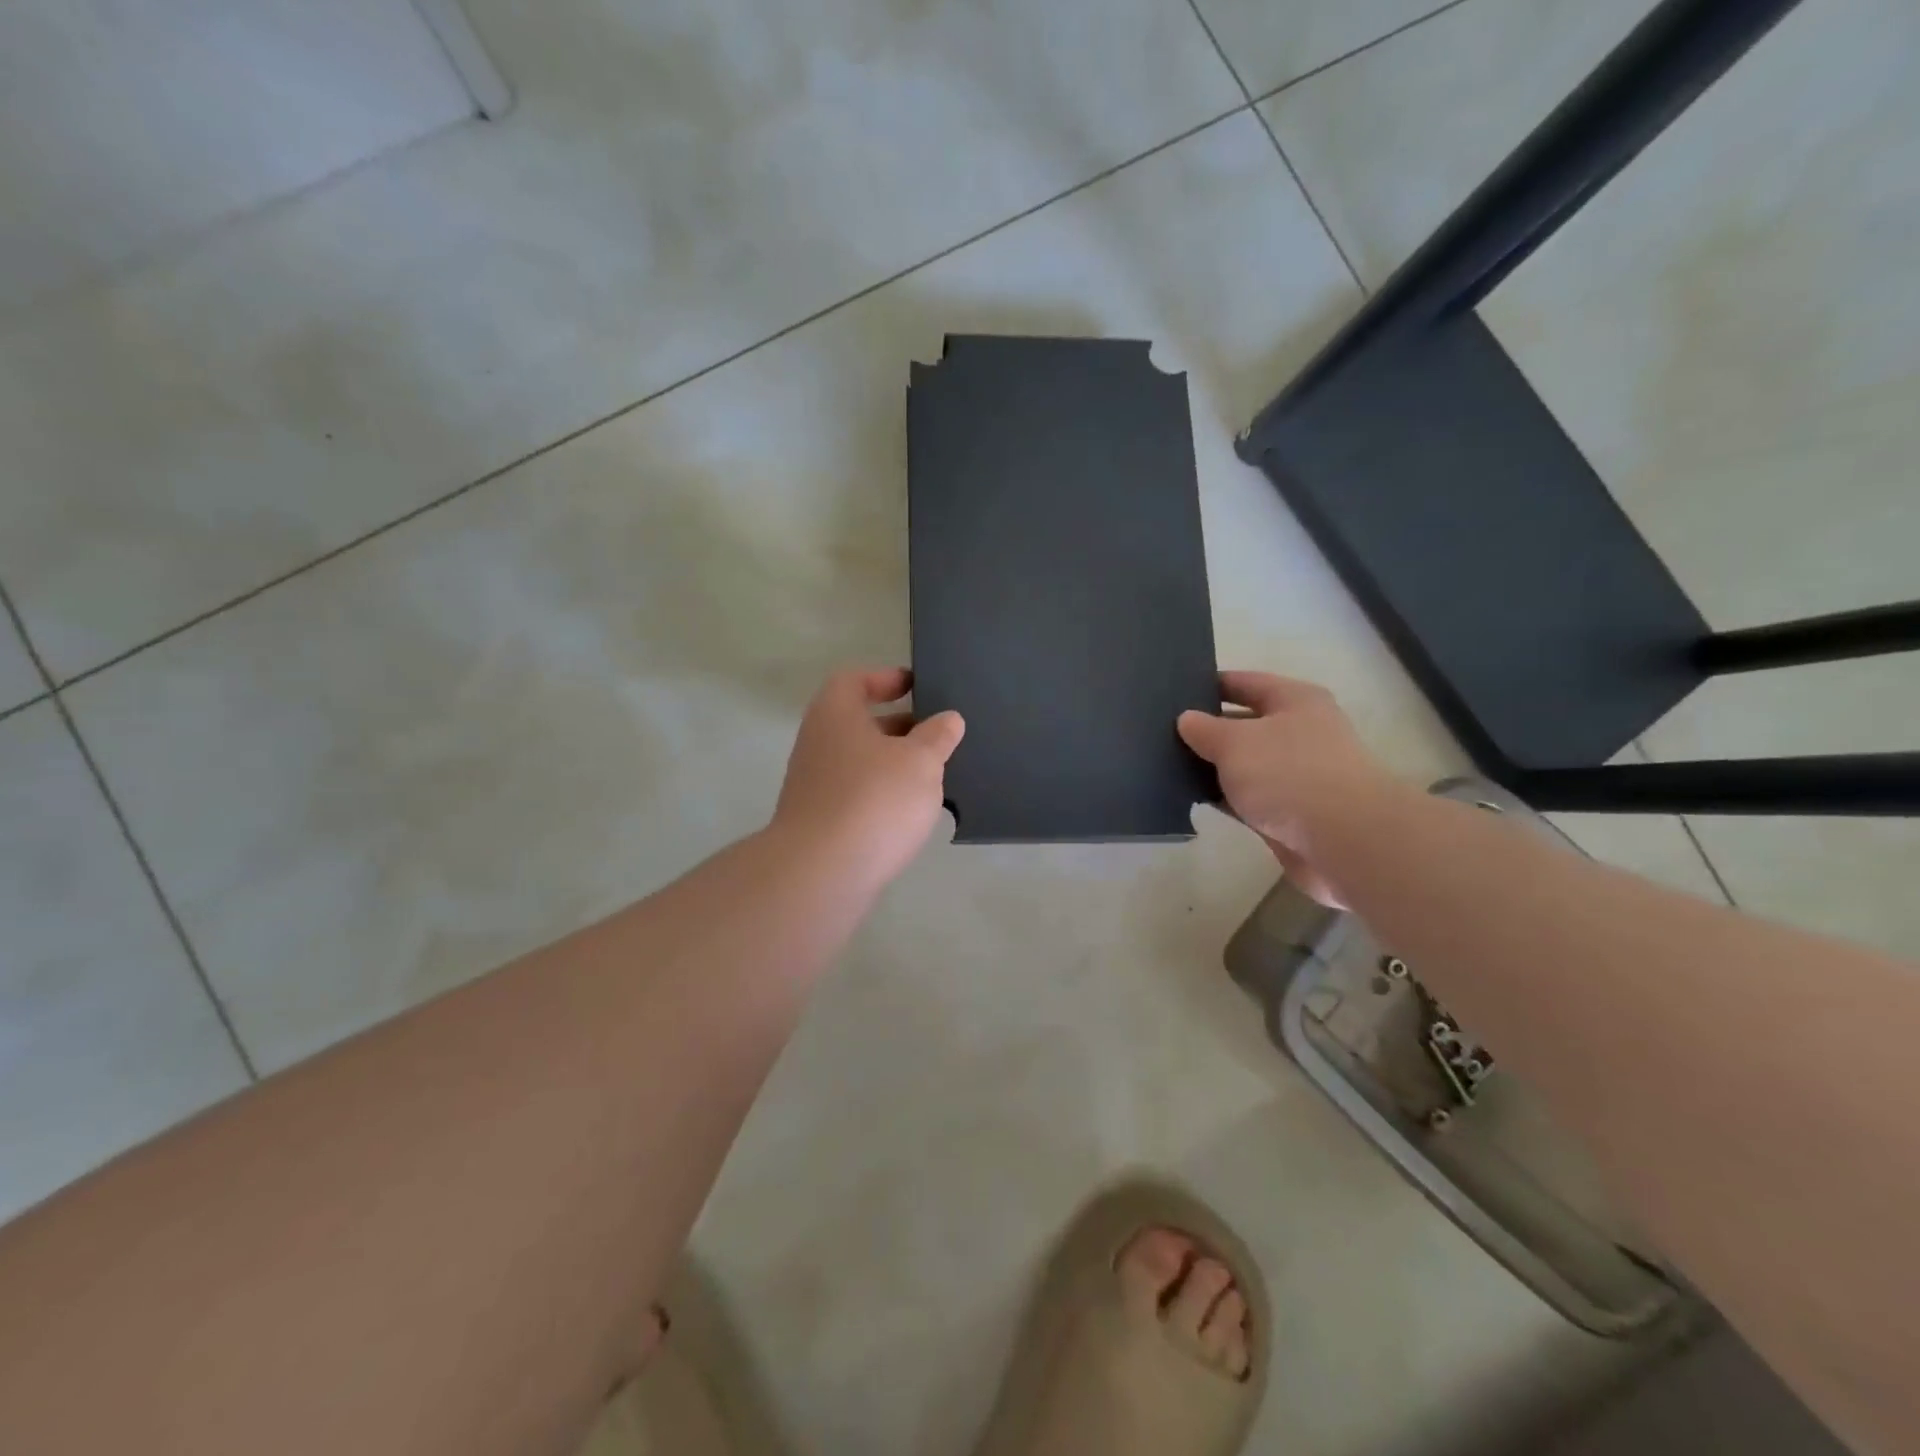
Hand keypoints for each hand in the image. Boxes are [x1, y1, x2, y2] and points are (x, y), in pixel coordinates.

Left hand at [772, 668, 965, 888]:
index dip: (884, 678)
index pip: (853, 680)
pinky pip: (855, 795)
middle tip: (934, 734)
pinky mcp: (818, 821)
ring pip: (858, 761)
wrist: (821, 873)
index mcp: (836, 715)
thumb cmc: (874, 800)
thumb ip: (937, 737)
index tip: (914, 686)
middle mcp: (817, 743)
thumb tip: (948, 719)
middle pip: (857, 722)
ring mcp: (813, 785)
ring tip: (931, 775)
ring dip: (891, 763)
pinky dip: (880, 795)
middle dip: (897, 725)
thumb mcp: (920, 762)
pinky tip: (908, 813)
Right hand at [1178, 672, 1403, 905]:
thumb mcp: (1235, 742)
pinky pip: (1246, 798)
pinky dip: (1222, 797)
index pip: (1245, 683)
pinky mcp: (1288, 814)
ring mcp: (1295, 776)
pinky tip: (1188, 797)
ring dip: (1211, 766)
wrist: (1343, 841)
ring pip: (1243, 765)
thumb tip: (1186, 719)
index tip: (1172, 690)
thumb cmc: (1289, 774)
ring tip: (1164, 763)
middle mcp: (1299, 733)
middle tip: (1160, 730)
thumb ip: (1205, 729)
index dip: (1210, 684)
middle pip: (1243, 724)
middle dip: (1206, 729)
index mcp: (1294, 701)